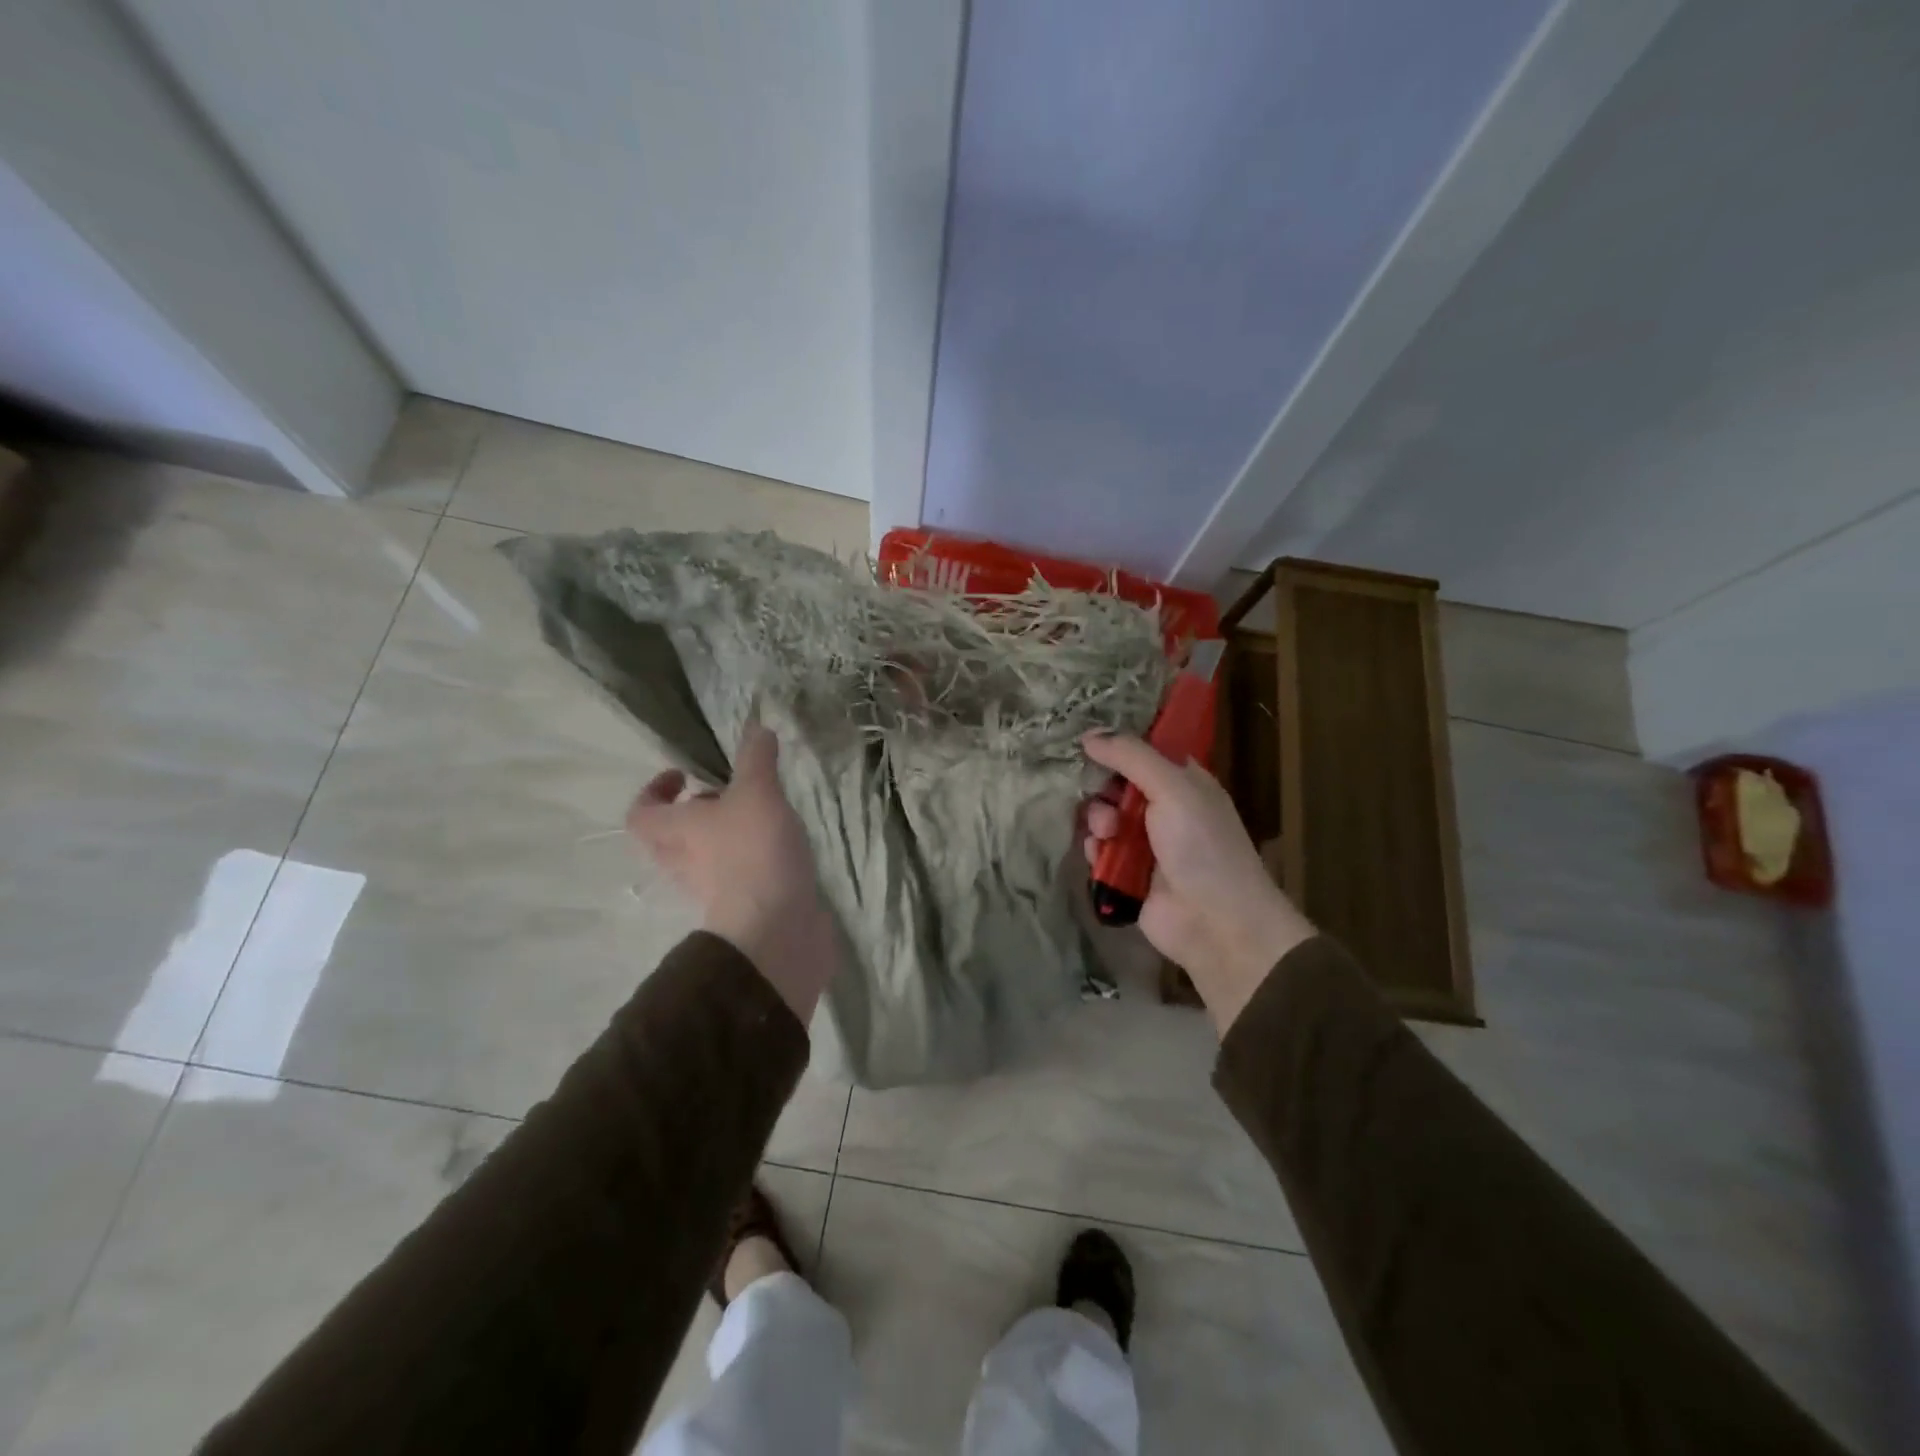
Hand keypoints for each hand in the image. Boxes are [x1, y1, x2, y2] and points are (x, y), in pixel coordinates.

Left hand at [627, 723, 837, 1022]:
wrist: (777, 928)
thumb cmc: (753, 852)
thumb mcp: (757, 792)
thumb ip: (756, 759)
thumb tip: (756, 726)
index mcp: (676, 833)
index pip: (641, 813)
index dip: (654, 791)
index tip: (683, 774)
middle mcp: (686, 862)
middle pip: (670, 838)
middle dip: (692, 814)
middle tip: (722, 794)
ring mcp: (714, 889)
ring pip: (704, 858)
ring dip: (723, 836)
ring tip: (758, 814)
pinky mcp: (745, 906)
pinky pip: (737, 876)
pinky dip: (751, 860)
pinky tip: (780, 844)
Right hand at [1082, 732, 1314, 1034]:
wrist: (1215, 923)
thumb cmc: (1202, 846)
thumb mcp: (1173, 789)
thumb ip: (1131, 757)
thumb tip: (1089, 734)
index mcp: (1183, 781)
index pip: (1143, 751)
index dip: (1116, 745)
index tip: (1087, 741)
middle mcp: (1163, 807)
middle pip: (1115, 784)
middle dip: (1102, 788)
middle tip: (1102, 797)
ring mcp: (1144, 842)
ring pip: (1102, 816)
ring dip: (1098, 821)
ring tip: (1108, 834)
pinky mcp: (1127, 873)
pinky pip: (1098, 850)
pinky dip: (1096, 850)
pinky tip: (1101, 856)